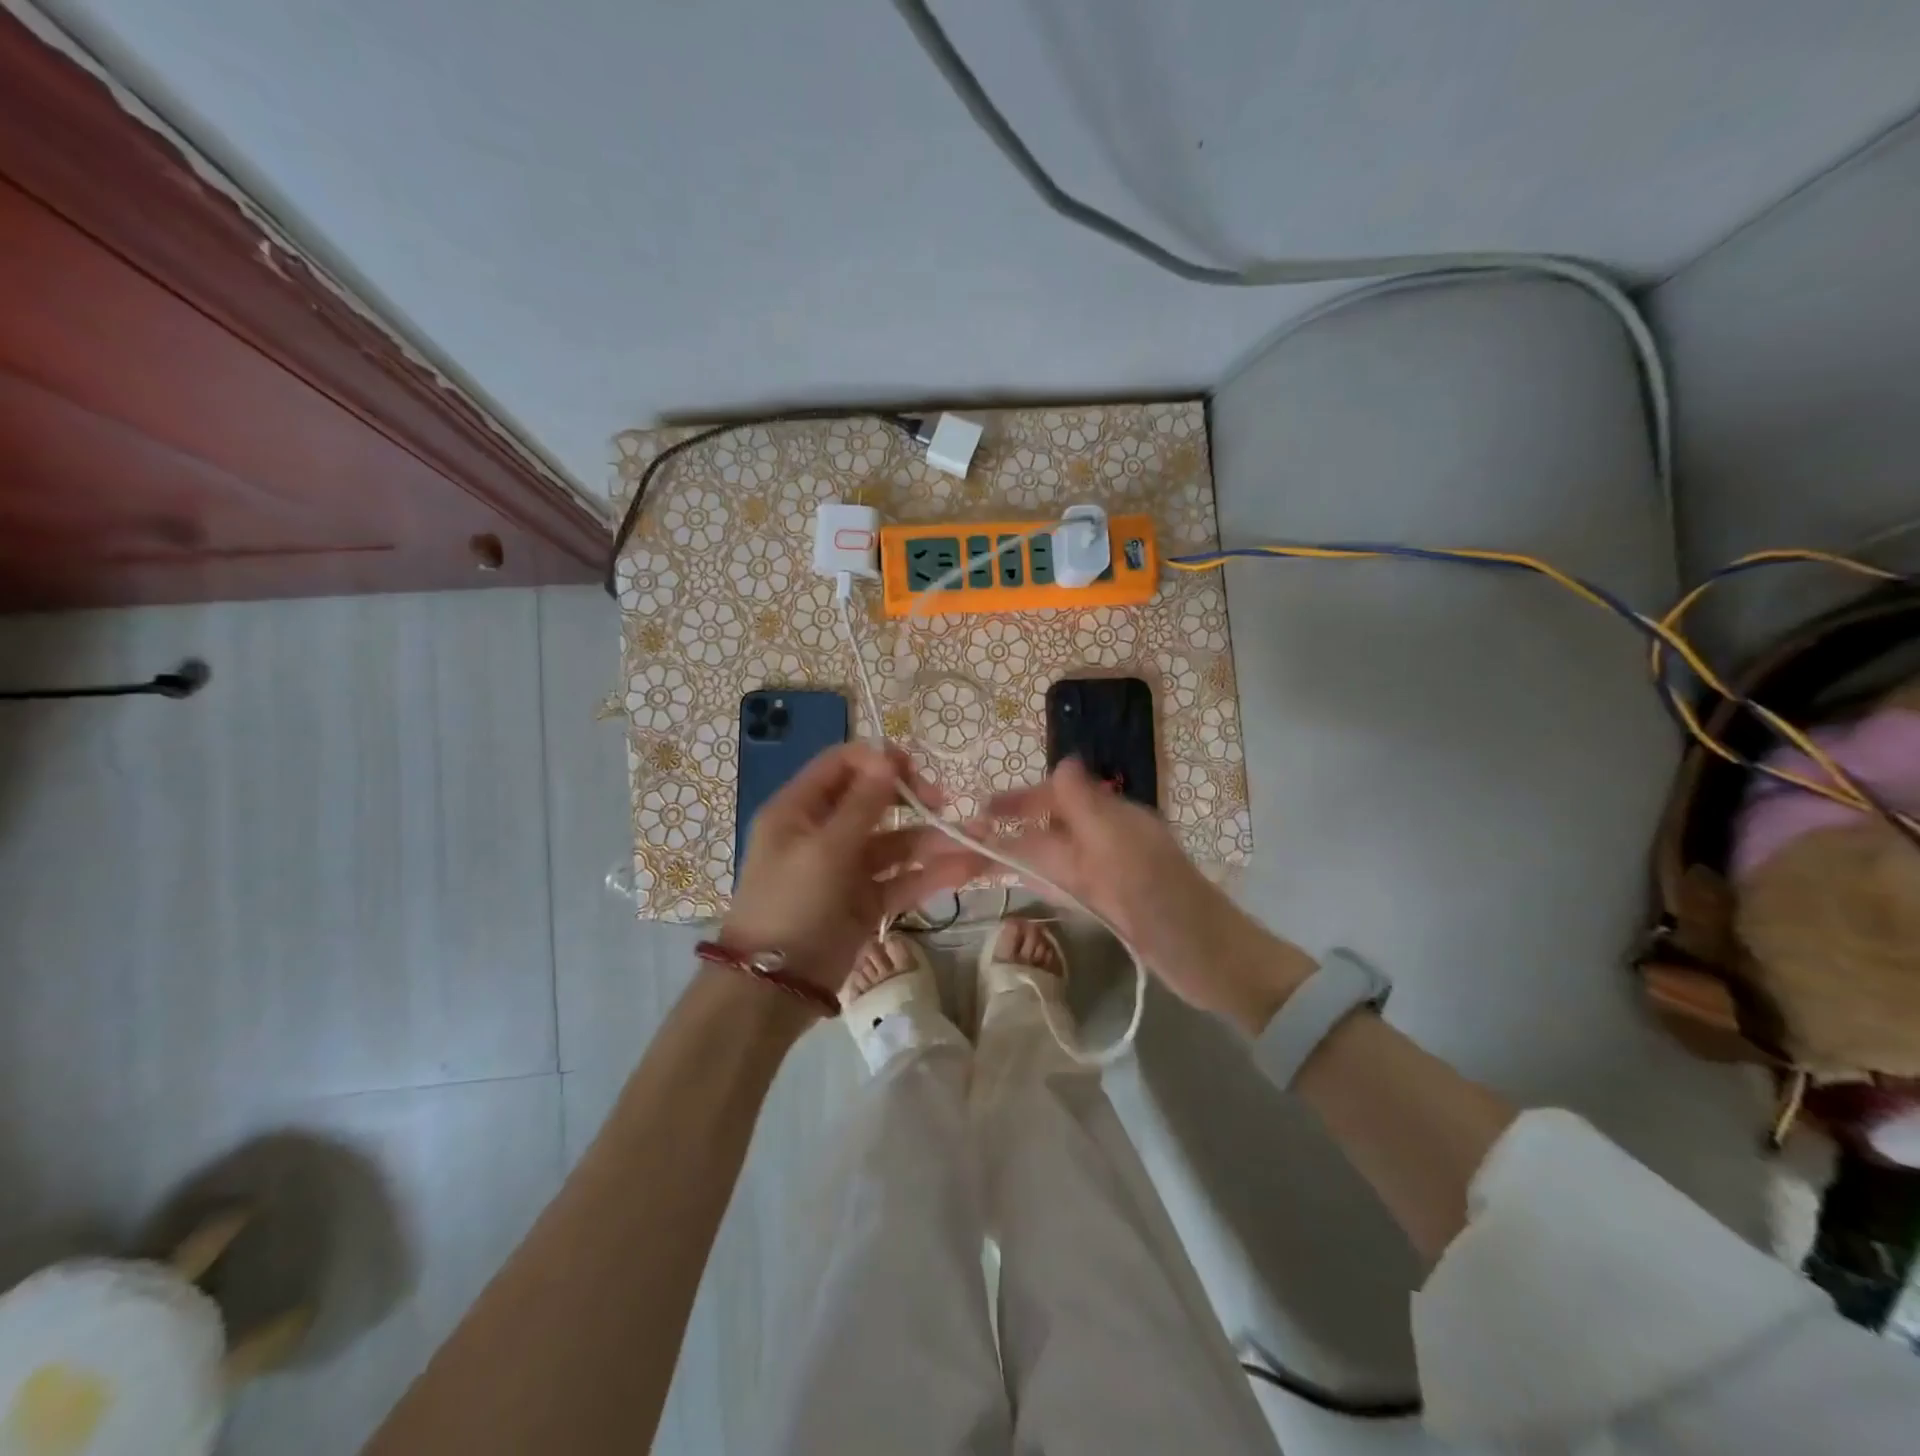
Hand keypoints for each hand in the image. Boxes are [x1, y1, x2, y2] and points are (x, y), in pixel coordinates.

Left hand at [722, 743, 977, 996]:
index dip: (877, 761)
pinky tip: (967, 869)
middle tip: (945, 801)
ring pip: (895, 843)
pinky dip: (932, 874)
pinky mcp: (866, 901)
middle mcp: (823, 832)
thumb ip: (862, 804)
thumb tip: (887, 757)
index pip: (841, 766)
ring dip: (933, 839)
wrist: (774, 987)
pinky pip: (902, 879)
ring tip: (977, 837)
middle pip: (873, 802)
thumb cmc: (792, 903)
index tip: (914, 768)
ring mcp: (847, 868)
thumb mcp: (824, 849)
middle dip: (912, 798)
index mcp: (799, 810)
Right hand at [977, 758, 1313, 1033]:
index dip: (1019, 801)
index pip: (1056, 797)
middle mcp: (1107, 840)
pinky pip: (1066, 883)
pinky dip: (1039, 878)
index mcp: (1112, 819)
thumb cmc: (1164, 901)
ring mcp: (1108, 874)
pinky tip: (1020, 881)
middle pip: (1050, 826)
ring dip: (1018, 853)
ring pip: (1054, 855)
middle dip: (1011, 829)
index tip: (980, 811)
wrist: (1212, 961)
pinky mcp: (1109, 904)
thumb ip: (1089, 805)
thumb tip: (1062, 760)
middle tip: (964, 839)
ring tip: (976, 860)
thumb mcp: (1123, 847)